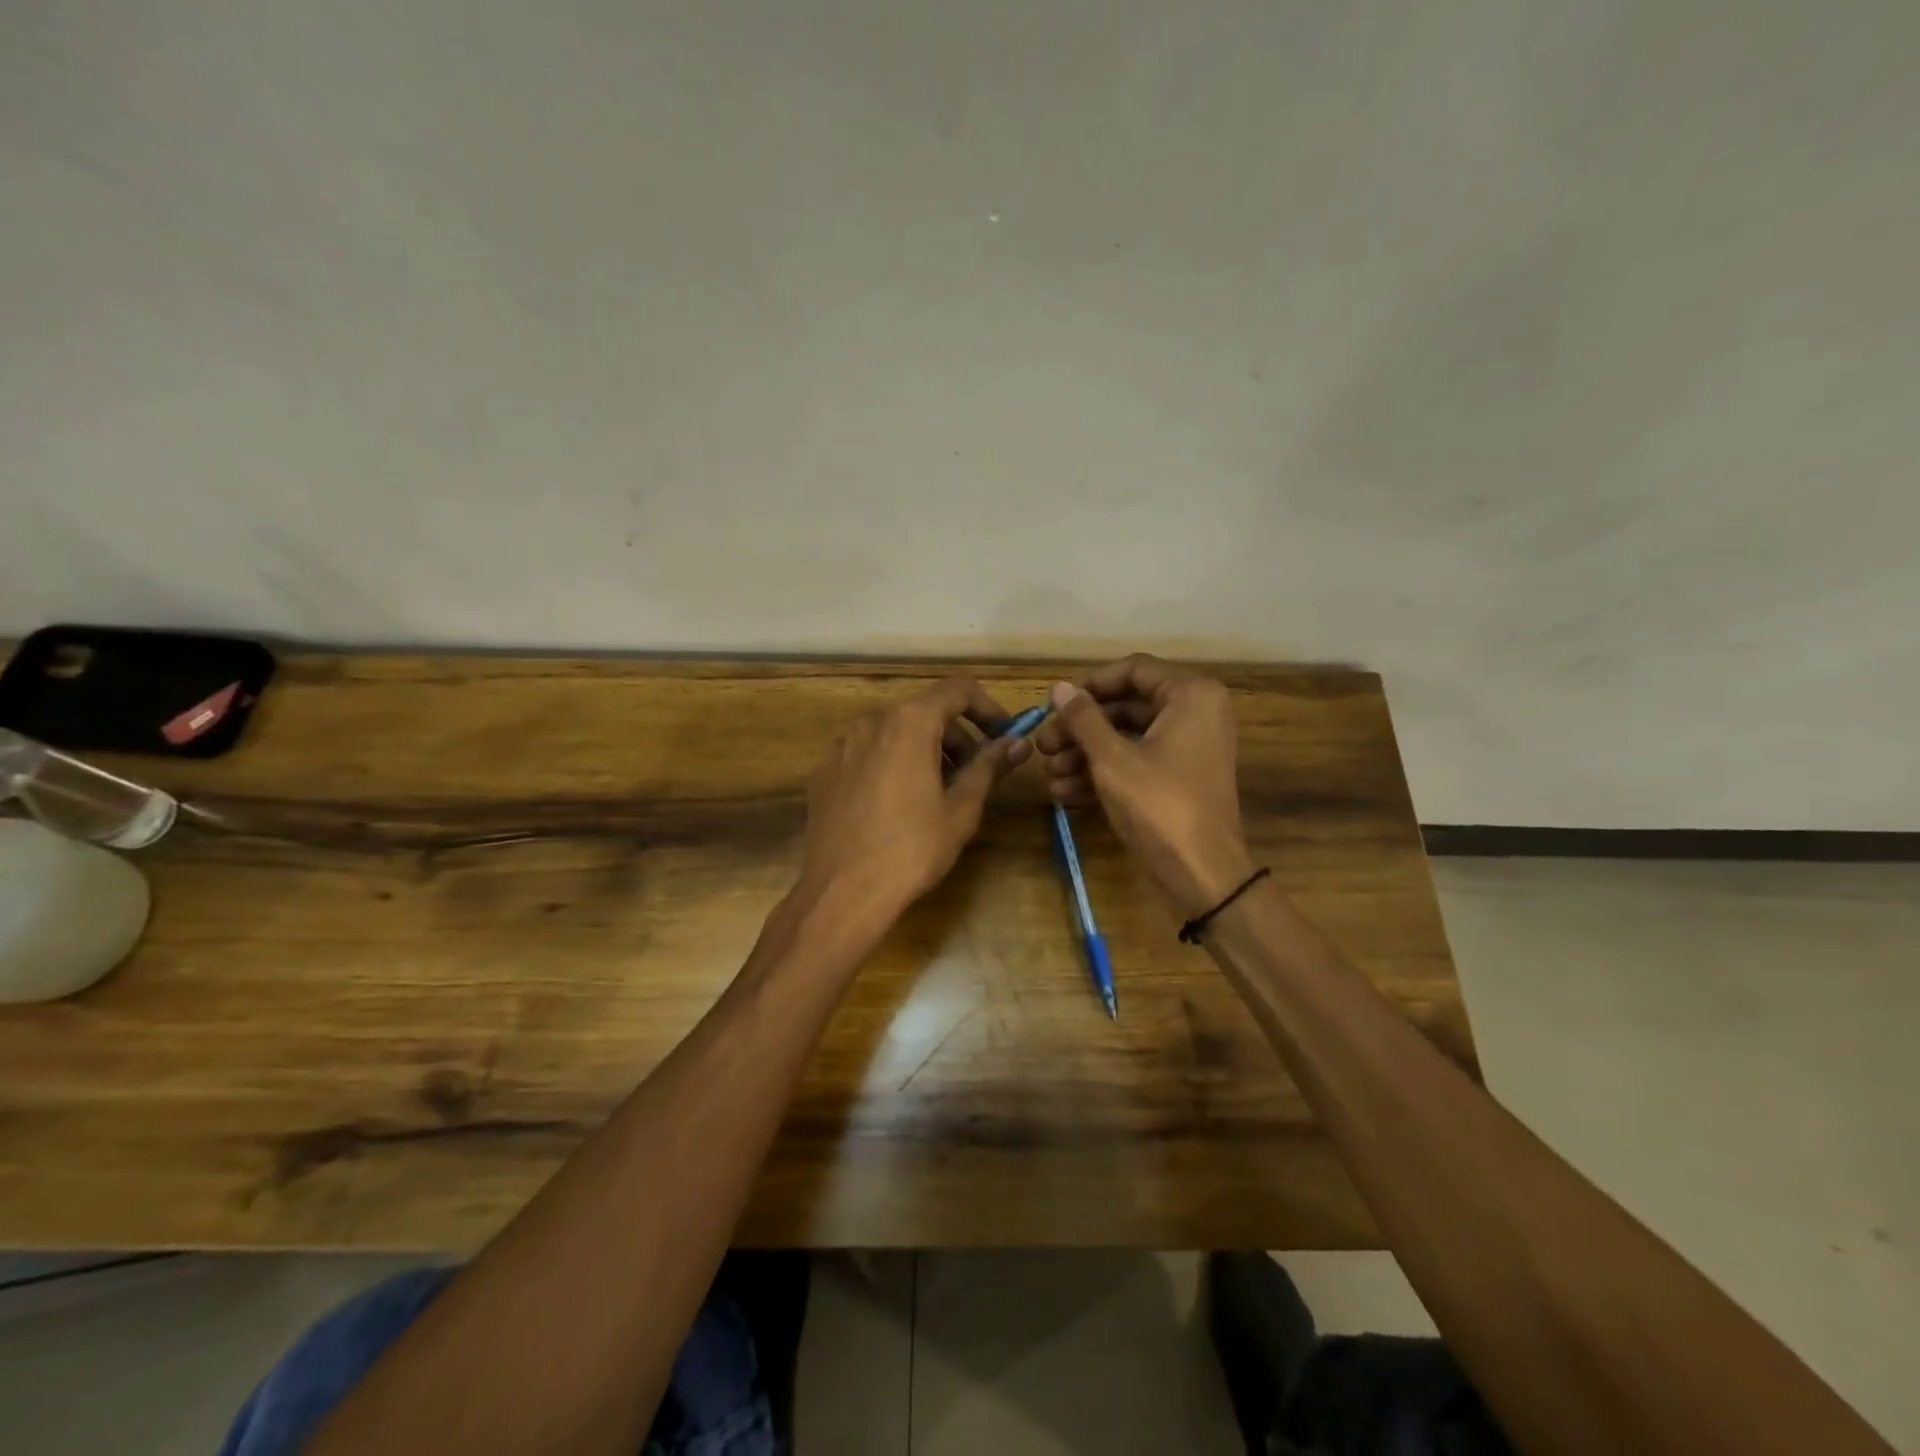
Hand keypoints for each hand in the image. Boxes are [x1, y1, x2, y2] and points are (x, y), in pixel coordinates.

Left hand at [795, 675, 1031, 921]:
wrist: (842, 893)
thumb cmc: (912, 849)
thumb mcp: (961, 809)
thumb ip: (989, 767)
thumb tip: (1018, 743)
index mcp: (909, 722)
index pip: (958, 689)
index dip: (988, 708)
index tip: (1004, 737)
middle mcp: (871, 721)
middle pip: (925, 711)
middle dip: (957, 736)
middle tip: (975, 775)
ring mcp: (841, 745)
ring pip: (894, 732)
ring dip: (925, 750)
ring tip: (938, 793)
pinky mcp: (824, 771)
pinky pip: (868, 753)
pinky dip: (892, 764)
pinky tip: (897, 805)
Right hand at [1035, 655, 1255, 917]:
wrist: (1203, 875)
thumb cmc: (1159, 806)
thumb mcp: (1112, 759)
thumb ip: (1083, 718)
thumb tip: (1059, 687)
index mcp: (1190, 695)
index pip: (1133, 670)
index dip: (1090, 685)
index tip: (1056, 704)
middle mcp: (1196, 712)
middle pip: (1127, 705)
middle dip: (1081, 728)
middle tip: (1045, 746)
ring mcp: (1189, 747)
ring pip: (1128, 737)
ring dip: (1086, 754)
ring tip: (1050, 774)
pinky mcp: (1180, 777)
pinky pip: (1138, 761)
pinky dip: (1105, 772)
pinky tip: (1066, 791)